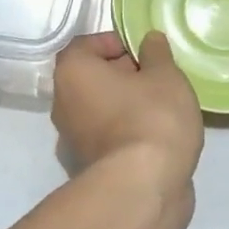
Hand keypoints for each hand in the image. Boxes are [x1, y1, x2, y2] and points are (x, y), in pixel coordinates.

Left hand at [52, 30, 202, 201]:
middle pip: (92, 77)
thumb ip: (156, 53)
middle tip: (158, 77)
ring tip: (162, 106)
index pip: (86, 45)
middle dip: (124, 74)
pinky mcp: (88, 166)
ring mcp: (72, 139)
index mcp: (73, 72)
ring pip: (101, 108)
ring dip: (126, 104)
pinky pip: (108, 135)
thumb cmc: (152, 117)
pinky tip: (156, 135)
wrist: (144, 187)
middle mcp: (63, 103)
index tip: (144, 51)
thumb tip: (148, 40)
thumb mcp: (165, 75)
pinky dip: (127, 131)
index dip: (115, 42)